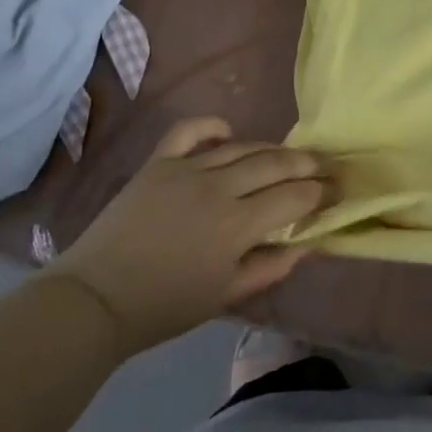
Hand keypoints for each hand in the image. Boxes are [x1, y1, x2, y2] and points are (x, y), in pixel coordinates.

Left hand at [51, 117, 326, 354]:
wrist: (96, 298)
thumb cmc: (165, 305)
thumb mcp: (227, 295)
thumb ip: (271, 266)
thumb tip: (306, 244)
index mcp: (236, 225)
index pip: (294, 197)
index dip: (321, 192)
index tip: (336, 191)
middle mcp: (217, 188)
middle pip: (274, 163)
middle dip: (306, 164)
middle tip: (323, 167)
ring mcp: (185, 170)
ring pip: (241, 147)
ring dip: (271, 149)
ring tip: (287, 156)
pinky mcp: (158, 163)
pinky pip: (189, 130)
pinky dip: (212, 125)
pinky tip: (228, 131)